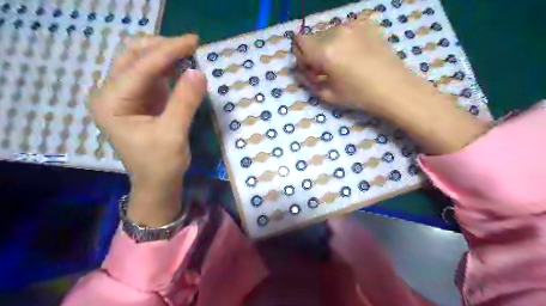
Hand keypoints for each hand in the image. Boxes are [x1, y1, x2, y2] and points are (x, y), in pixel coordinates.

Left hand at [90, 35, 208, 226]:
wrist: (157, 184)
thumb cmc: (161, 164)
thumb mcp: (173, 134)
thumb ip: (185, 102)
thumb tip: (199, 71)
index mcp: (111, 102)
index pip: (140, 67)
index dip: (168, 51)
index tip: (193, 41)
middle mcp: (112, 94)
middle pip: (133, 57)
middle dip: (163, 47)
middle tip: (191, 44)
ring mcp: (126, 96)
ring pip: (143, 63)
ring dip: (166, 55)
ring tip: (190, 52)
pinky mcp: (141, 100)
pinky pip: (153, 76)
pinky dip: (169, 68)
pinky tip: (183, 66)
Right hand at [292, 18, 487, 153]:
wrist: (393, 87)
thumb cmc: (358, 95)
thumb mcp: (327, 95)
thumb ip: (308, 81)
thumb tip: (301, 71)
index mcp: (324, 52)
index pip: (299, 41)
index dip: (300, 55)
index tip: (310, 68)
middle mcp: (336, 33)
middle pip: (313, 37)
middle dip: (314, 51)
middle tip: (326, 68)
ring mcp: (352, 26)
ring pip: (328, 32)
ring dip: (329, 45)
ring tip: (343, 62)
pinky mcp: (365, 24)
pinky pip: (344, 29)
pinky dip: (343, 40)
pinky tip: (355, 53)